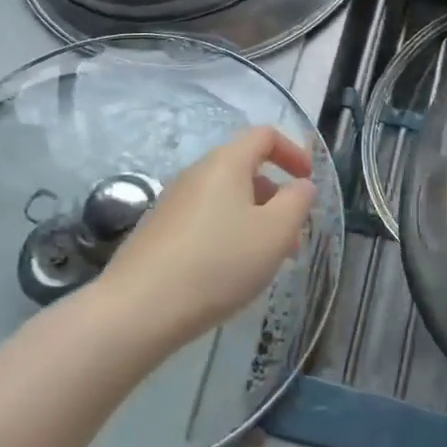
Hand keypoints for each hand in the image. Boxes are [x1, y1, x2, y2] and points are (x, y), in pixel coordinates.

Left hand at [98, 126, 318, 349]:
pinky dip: (228, 235)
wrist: (138, 310)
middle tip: (293, 235)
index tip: (309, 182)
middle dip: (276, 197)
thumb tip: (302, 185)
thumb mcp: (275, 232)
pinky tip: (230, 273)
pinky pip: (205, 221)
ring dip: (255, 220)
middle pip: (245, 169)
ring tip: (267, 262)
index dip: (293, 152)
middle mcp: (197, 174)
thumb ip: (298, 202)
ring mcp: (173, 203)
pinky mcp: (159, 232)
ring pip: (226, 200)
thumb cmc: (218, 263)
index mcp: (226, 163)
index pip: (264, 136)